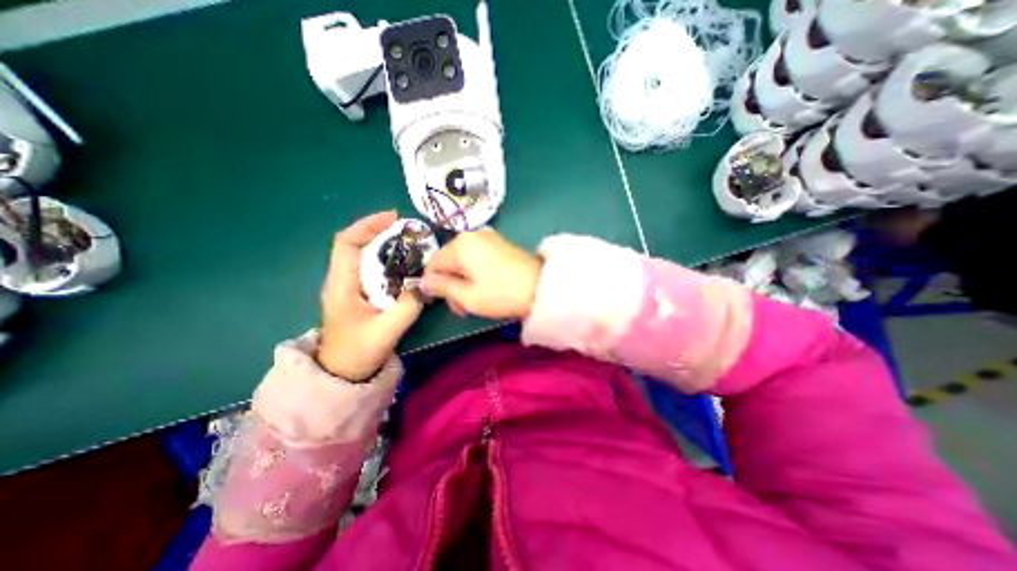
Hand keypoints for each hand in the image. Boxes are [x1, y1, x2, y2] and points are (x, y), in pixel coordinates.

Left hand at [316, 211, 422, 380]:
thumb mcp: (387, 331)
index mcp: (341, 285)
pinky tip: (404, 265)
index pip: (347, 243)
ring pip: (364, 255)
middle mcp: (341, 280)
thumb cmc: (358, 353)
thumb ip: (408, 306)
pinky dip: (387, 261)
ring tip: (409, 244)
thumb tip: (423, 286)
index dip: (368, 225)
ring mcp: (348, 286)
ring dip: (385, 245)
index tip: (393, 218)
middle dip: (381, 232)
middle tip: (408, 231)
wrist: (342, 373)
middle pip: (356, 244)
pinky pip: (371, 269)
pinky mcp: (357, 293)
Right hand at [420, 229, 544, 323]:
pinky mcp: (499, 244)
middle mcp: (471, 235)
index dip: (433, 286)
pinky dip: (475, 273)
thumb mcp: (467, 296)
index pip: (432, 264)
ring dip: (463, 281)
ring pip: (463, 261)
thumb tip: (423, 282)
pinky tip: (485, 287)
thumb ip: (442, 287)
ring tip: (475, 301)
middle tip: (462, 308)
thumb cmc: (501, 294)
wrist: (541, 288)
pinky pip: (477, 258)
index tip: (445, 304)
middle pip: (448, 262)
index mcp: (459, 245)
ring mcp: (487, 237)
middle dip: (451, 285)